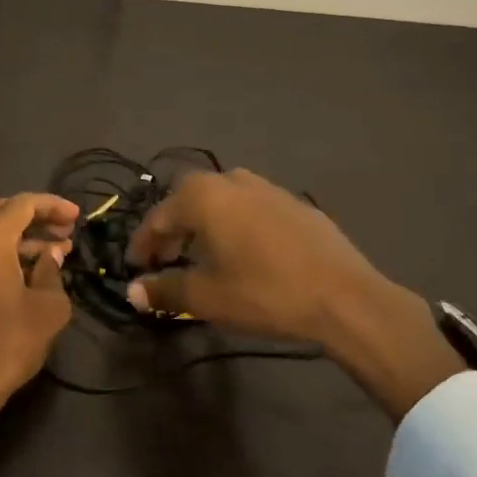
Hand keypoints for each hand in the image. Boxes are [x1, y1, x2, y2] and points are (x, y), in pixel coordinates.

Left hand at [0, 193, 79, 466]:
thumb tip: (51, 256)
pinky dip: (7, 254)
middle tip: (67, 230)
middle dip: (38, 217)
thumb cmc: (7, 344)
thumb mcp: (47, 308)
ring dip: (24, 238)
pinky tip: (31, 274)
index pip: (22, 203)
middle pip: (4, 213)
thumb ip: (53, 273)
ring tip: (56, 254)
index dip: (53, 205)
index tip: (77, 218)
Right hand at [126, 169, 464, 421]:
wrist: (344, 296)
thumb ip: (165, 290)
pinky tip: (245, 253)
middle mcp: (232, 180)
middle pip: (188, 200)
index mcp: (204, 196)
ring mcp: (268, 187)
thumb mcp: (207, 297)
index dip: (142, 244)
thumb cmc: (265, 292)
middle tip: (166, 260)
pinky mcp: (295, 203)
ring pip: (221, 200)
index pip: (158, 216)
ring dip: (203, 224)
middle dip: (172, 229)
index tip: (135, 268)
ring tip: (203, 256)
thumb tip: (132, 292)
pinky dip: (234, 224)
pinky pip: (250, 207)